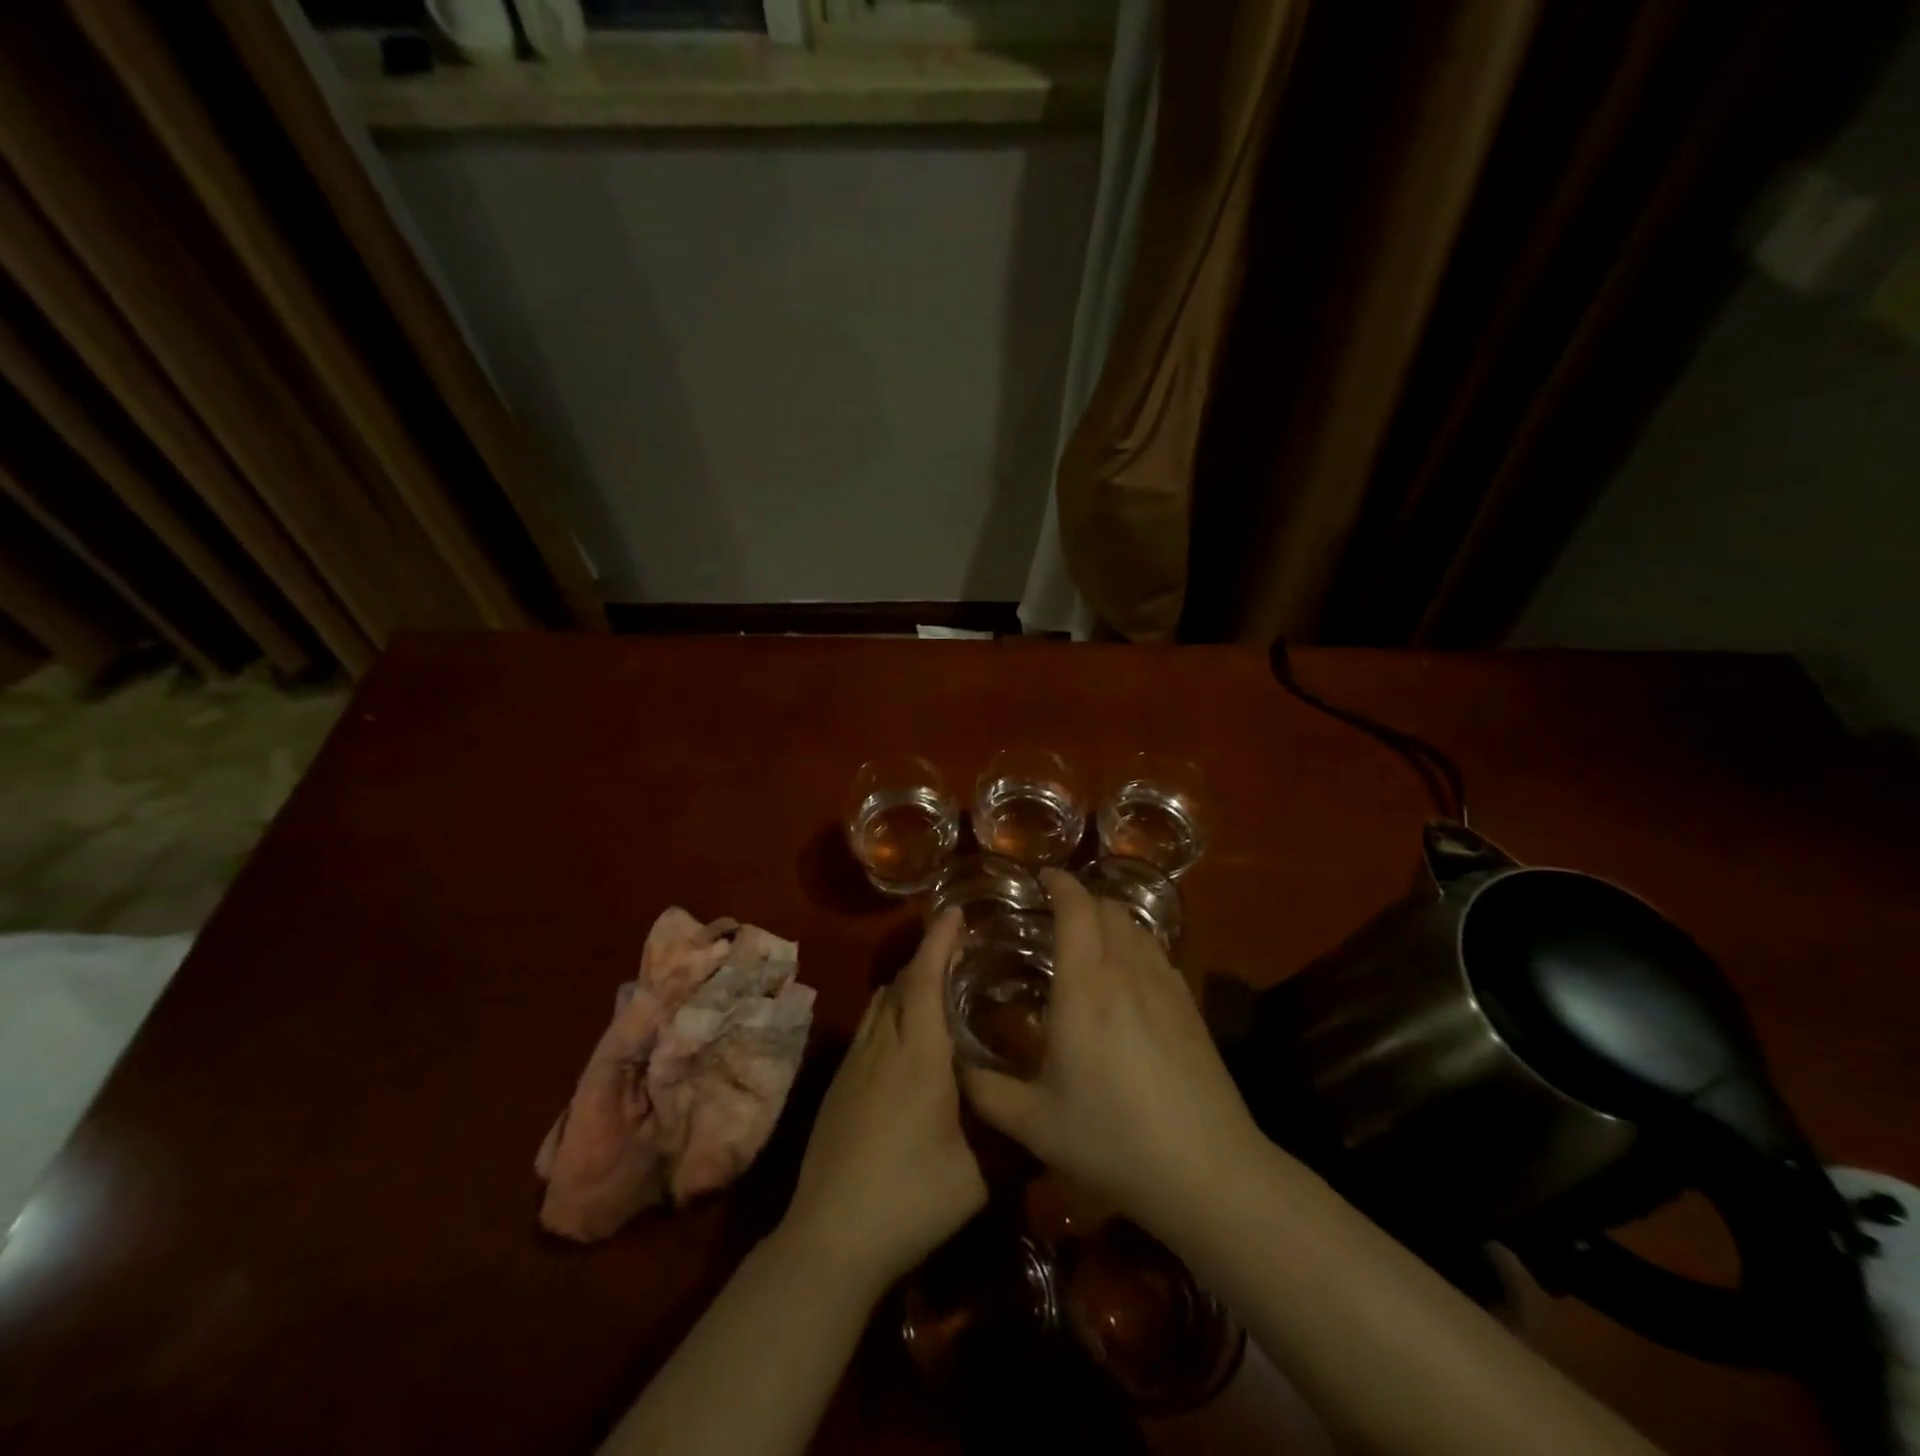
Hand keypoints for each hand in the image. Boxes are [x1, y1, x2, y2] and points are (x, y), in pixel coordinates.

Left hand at [779, 911, 985, 1293]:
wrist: (829, 1237)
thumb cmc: (911, 1199)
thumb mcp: (976, 1176)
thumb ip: (1008, 1138)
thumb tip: (1037, 1115)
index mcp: (919, 1056)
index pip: (926, 980)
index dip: (940, 941)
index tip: (954, 911)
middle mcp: (883, 1047)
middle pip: (902, 984)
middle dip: (927, 956)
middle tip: (957, 945)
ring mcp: (854, 1065)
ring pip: (880, 1005)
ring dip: (906, 983)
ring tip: (935, 983)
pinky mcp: (838, 1086)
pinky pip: (867, 1029)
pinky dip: (889, 1012)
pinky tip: (904, 1037)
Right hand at [961, 871, 1263, 1243]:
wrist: (1208, 1172)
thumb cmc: (1114, 1142)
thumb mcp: (1037, 1124)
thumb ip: (986, 1092)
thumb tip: (955, 1067)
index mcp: (1085, 989)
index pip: (1076, 909)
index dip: (1059, 884)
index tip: (1041, 877)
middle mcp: (1126, 973)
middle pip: (1108, 908)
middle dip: (1081, 899)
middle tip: (1056, 912)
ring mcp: (1165, 986)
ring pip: (1137, 927)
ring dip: (1109, 918)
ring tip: (1089, 937)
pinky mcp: (1190, 1006)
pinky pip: (1158, 952)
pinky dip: (1135, 943)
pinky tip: (1126, 975)